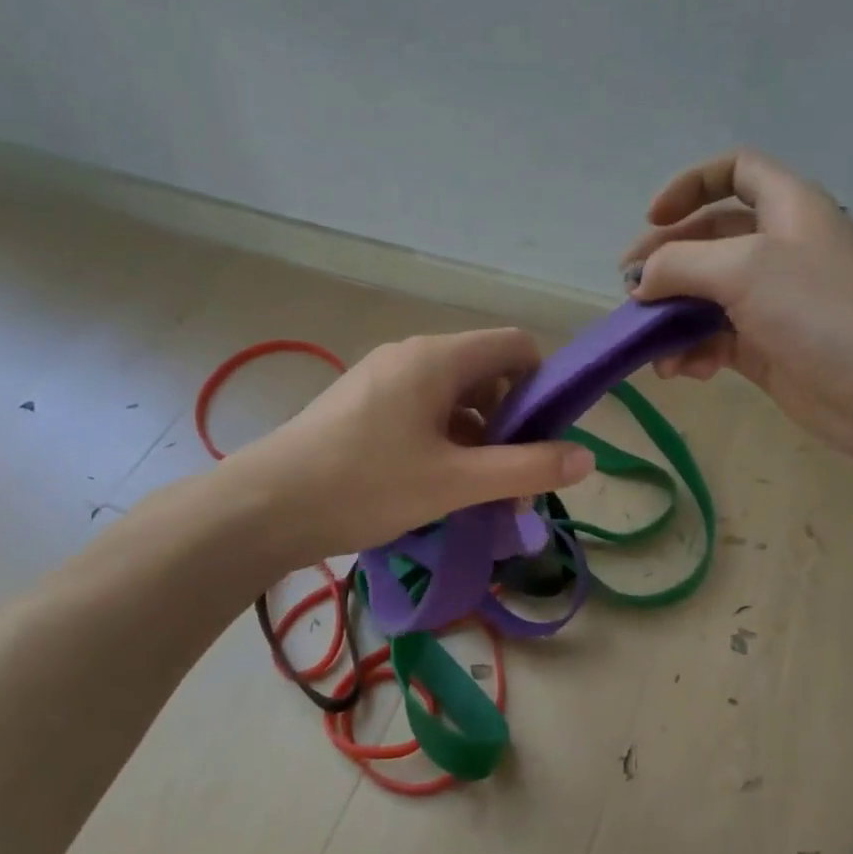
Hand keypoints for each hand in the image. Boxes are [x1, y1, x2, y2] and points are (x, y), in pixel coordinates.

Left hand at [231, 328, 593, 565]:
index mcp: (438, 358)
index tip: (544, 438)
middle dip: (511, 423)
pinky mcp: (362, 404)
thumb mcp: (455, 482)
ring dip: (478, 438)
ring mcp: (382, 377)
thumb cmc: (366, 485)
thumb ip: (526, 468)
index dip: (543, 385)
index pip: (517, 346)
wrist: (264, 507)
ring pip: (454, 396)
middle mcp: (412, 355)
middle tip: (510, 479)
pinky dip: (444, 441)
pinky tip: (436, 485)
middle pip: (487, 373)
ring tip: (476, 492)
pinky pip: (422, 410)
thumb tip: (588, 458)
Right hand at [622, 151, 852, 464]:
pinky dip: (692, 352)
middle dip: (665, 263)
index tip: (654, 219)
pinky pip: (714, 341)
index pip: (734, 171)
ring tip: (649, 344)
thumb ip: (682, 264)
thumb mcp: (745, 268)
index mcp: (785, 208)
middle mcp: (777, 249)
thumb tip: (641, 282)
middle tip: (631, 293)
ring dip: (671, 317)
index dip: (689, 185)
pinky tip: (681, 371)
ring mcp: (772, 303)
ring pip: (704, 297)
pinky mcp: (767, 350)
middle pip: (707, 240)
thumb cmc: (825, 309)